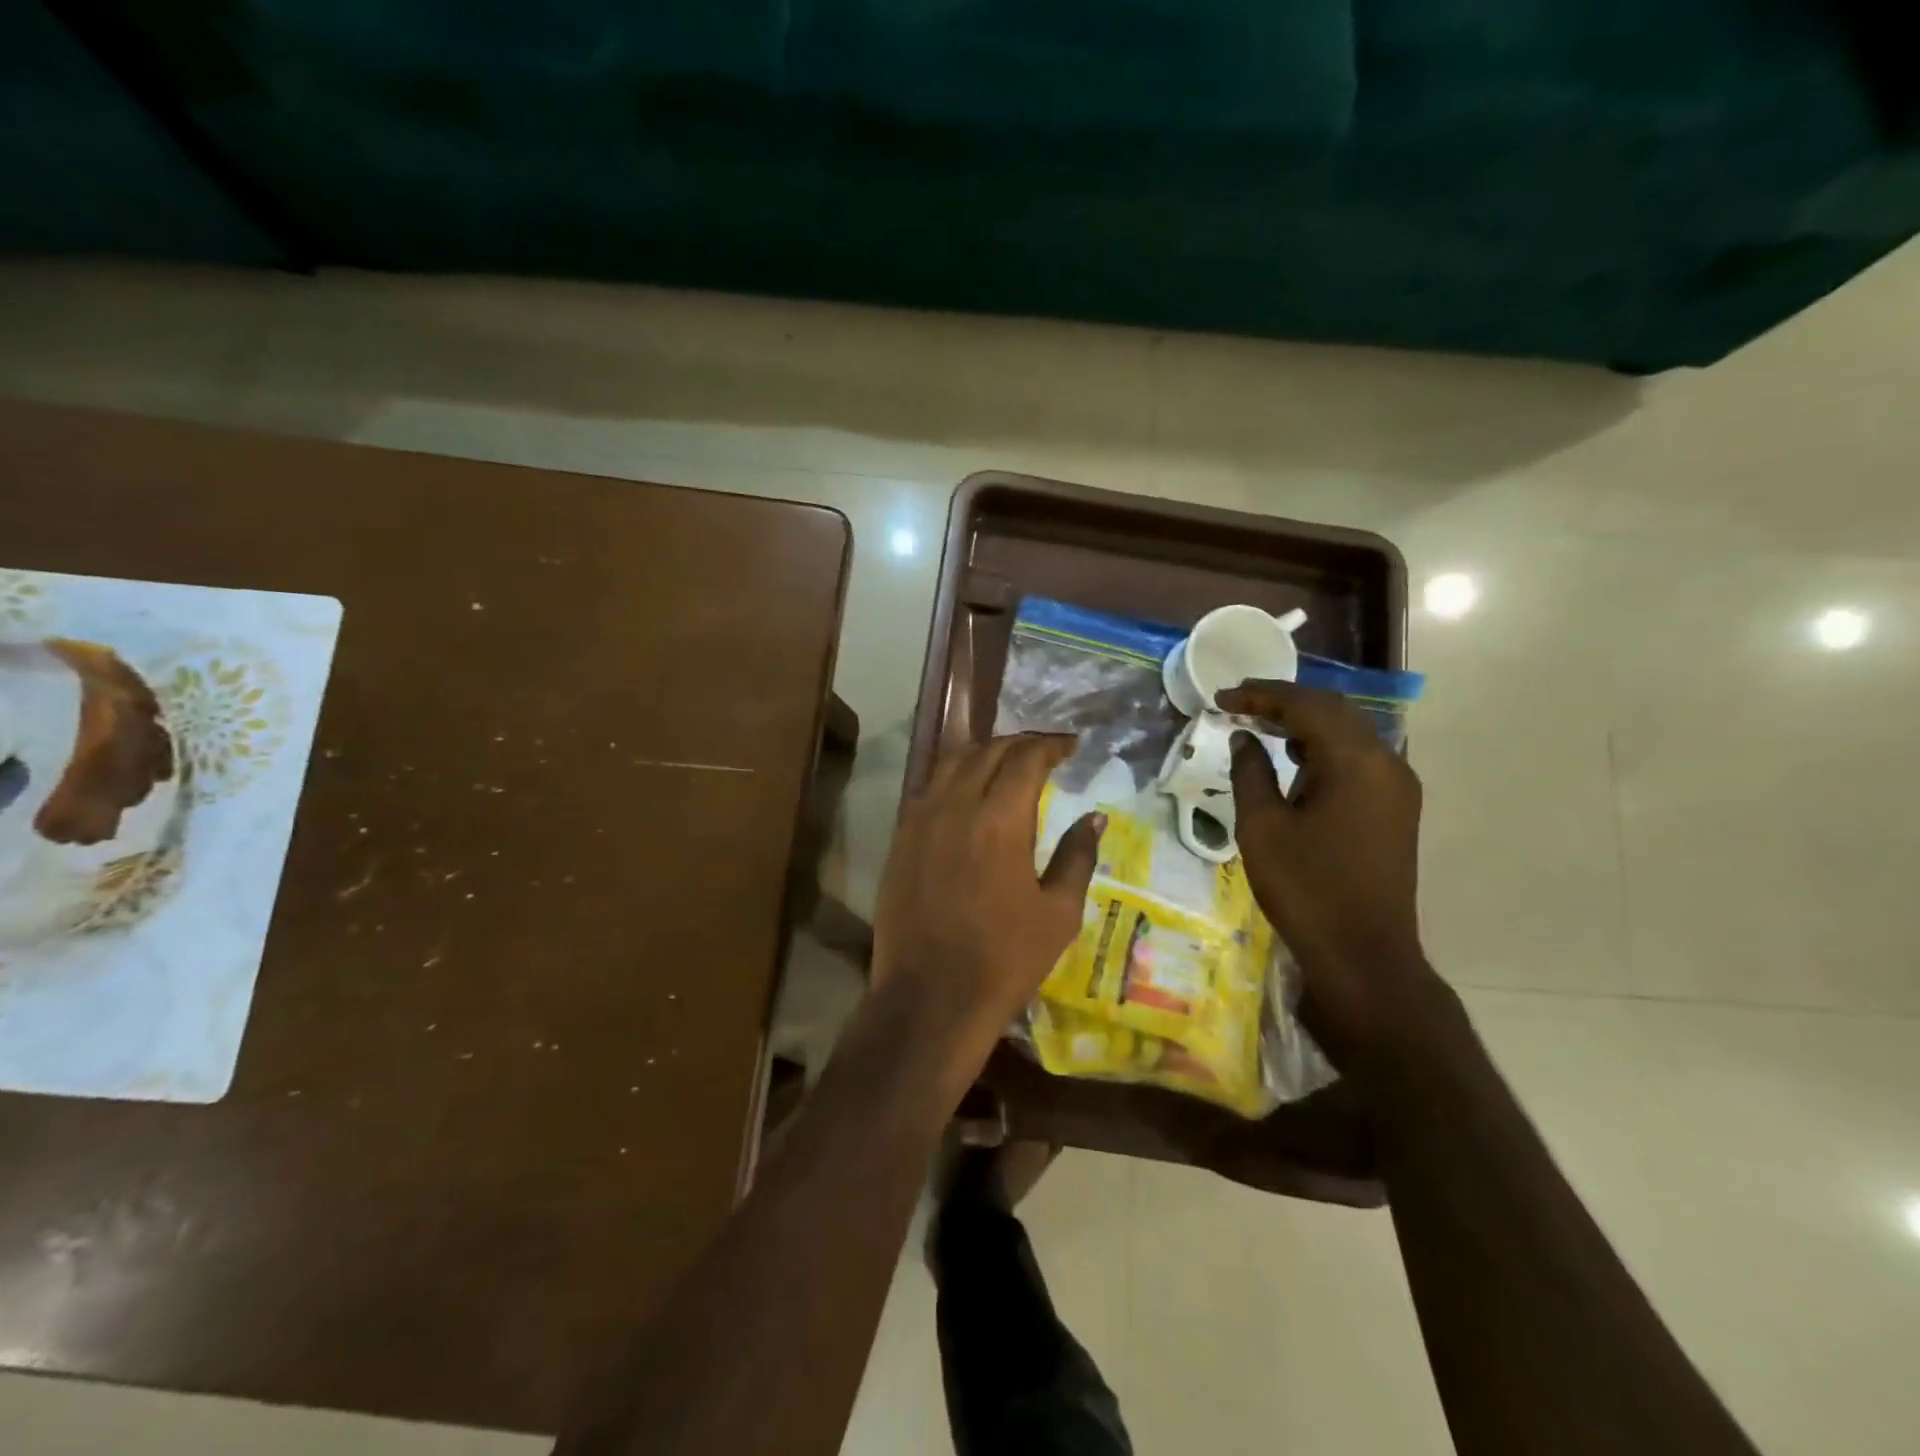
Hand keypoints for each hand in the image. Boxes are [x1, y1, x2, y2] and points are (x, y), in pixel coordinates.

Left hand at [872, 734, 1104, 1073]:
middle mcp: (955, 806)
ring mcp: (920, 820)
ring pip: (951, 763)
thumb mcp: (1058, 912)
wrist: (930, 997)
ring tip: (1007, 762)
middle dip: (1020, 744)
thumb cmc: (1005, 959)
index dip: (1051, 746)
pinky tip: (968, 792)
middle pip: (987, 752)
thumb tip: (1094, 817)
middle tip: (1044, 751)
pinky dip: (953, 777)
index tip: (1070, 746)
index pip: (1026, 759)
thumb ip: (1077, 856)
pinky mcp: (900, 839)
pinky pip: (928, 790)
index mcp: (999, 819)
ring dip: (983, 754)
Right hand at [1215, 679, 1445, 1069]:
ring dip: (1305, 723)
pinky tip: (1294, 759)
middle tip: (1238, 703)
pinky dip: (1323, 749)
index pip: (1306, 705)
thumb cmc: (1306, 888)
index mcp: (1356, 761)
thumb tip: (1245, 739)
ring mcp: (1397, 787)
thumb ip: (1251, 772)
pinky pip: (1358, 759)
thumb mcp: (1262, 827)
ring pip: (1349, 733)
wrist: (1363, 954)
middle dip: (1284, 702)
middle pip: (1334, 711)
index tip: (1222, 697)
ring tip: (1259, 725)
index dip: (1260, 696)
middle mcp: (1387, 763)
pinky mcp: (1395, 809)